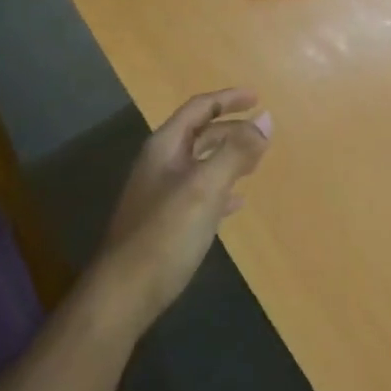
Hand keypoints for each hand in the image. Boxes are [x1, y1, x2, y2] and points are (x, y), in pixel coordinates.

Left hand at [93, 88, 271, 328]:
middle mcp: (161, 164)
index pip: (199, 109)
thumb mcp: (205, 187)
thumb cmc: (165, 233)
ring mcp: (162, 194)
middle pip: (200, 134)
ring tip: (257, 161)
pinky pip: (200, 193)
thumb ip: (235, 152)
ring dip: (229, 157)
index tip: (257, 97)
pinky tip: (237, 202)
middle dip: (232, 129)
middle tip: (264, 133)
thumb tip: (265, 119)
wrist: (125, 292)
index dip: (228, 99)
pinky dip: (222, 189)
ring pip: (201, 163)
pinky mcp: (167, 222)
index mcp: (165, 148)